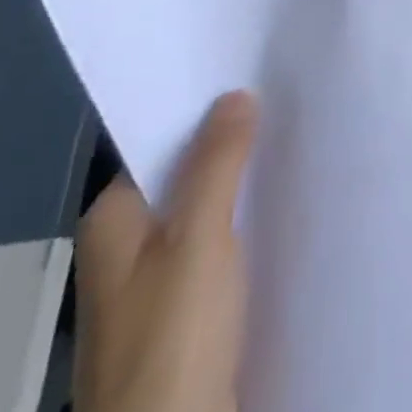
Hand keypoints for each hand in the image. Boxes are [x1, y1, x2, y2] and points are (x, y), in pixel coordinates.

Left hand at [75, 92, 258, 411]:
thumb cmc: (171, 339)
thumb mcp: (198, 238)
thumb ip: (217, 163)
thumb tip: (234, 94)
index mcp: (113, 222)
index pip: (159, 142)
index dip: (204, 108)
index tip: (254, 72)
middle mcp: (128, 247)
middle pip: (185, 175)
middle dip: (232, 143)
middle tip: (288, 97)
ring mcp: (157, 285)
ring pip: (207, 211)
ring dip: (245, 184)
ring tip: (298, 138)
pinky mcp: (188, 315)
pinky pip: (222, 246)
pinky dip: (249, 223)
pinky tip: (287, 203)